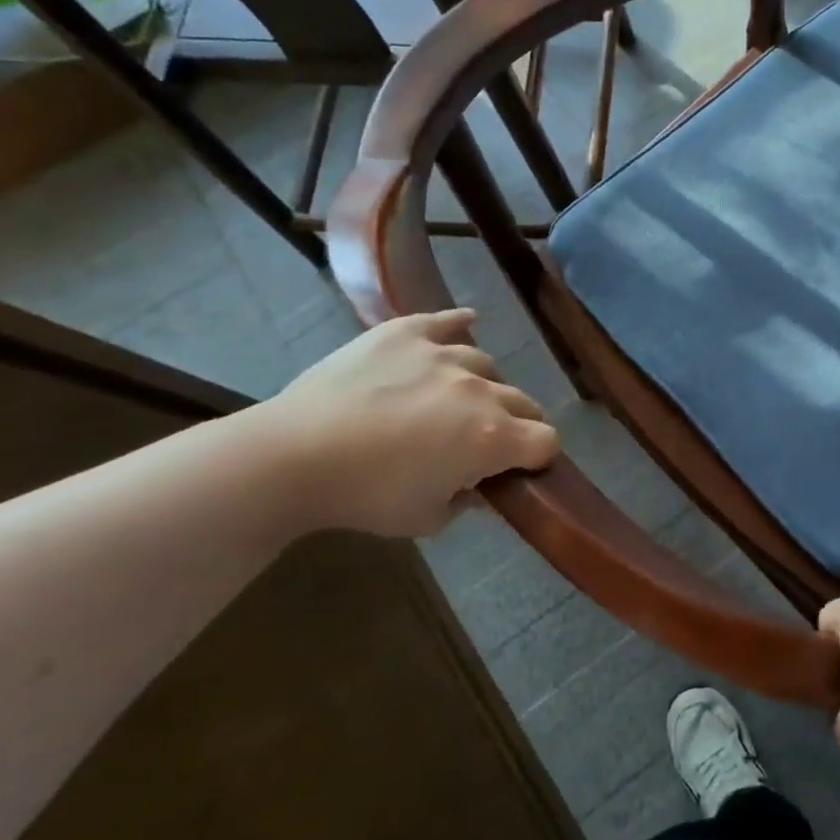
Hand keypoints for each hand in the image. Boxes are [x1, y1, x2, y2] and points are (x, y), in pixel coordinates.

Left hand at [247, 309, 559, 538]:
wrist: (293, 455)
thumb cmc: (365, 496)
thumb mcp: (426, 519)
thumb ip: (466, 501)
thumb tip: (478, 487)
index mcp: (491, 437)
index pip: (546, 441)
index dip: (538, 458)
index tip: (518, 470)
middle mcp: (479, 390)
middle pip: (525, 401)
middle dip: (517, 423)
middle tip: (484, 441)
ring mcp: (443, 355)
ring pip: (487, 365)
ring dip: (483, 385)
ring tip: (456, 398)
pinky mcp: (406, 333)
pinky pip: (446, 321)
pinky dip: (458, 324)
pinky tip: (466, 322)